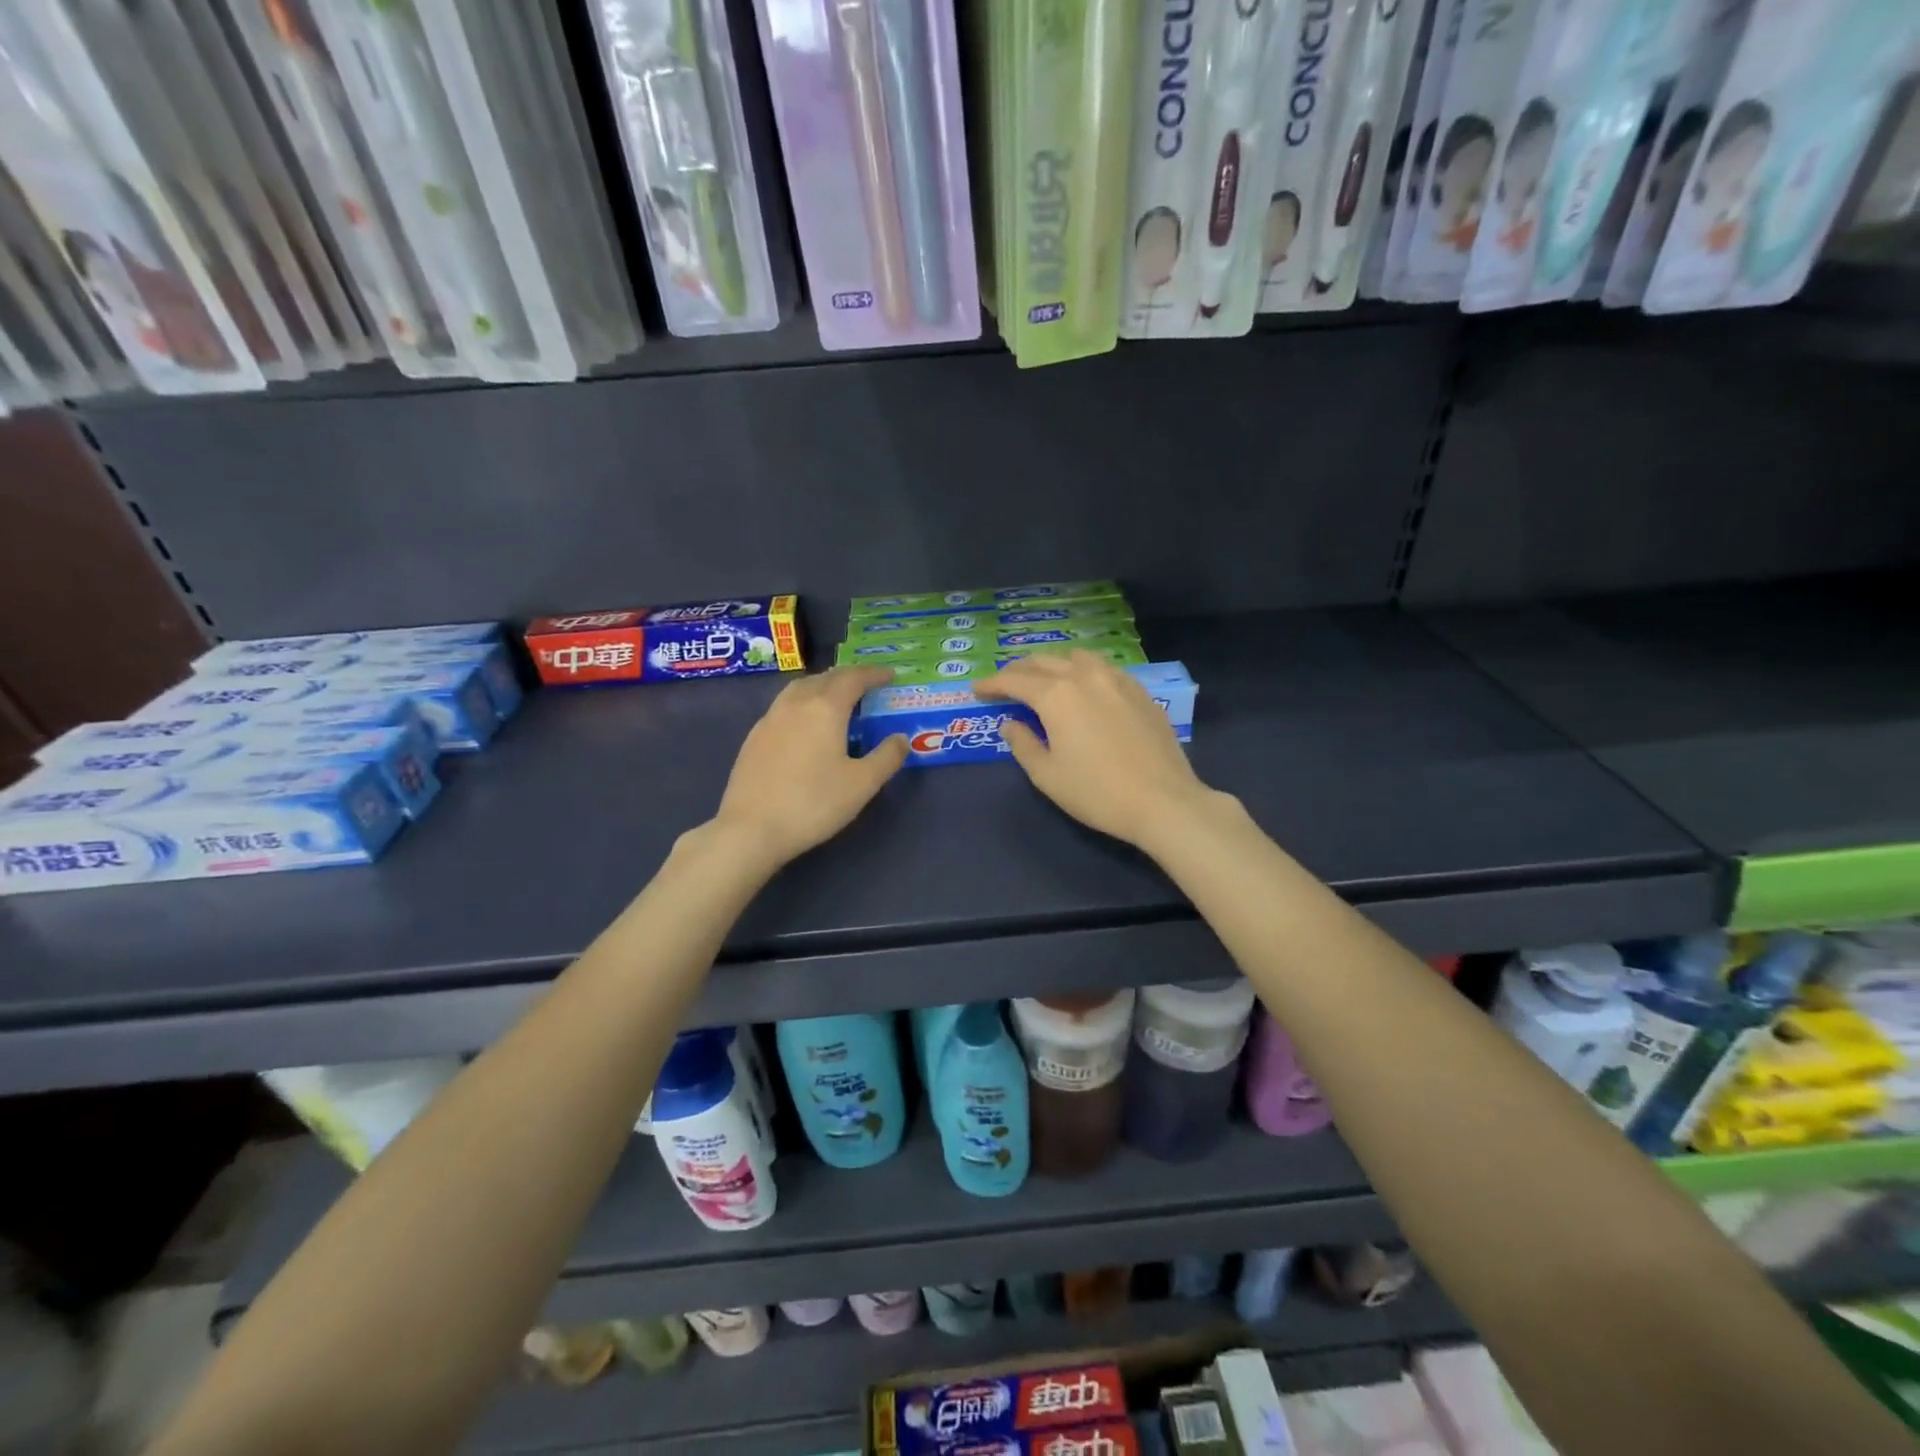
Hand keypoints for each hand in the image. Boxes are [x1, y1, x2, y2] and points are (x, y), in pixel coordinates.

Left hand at [709, 667, 907, 866]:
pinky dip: (802, 704)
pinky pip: (783, 707)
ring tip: (835, 698)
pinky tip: (804, 725)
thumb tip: (901, 738)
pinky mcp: (753, 738)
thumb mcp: (862, 784)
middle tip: (866, 685)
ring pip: (799, 689)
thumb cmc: (814, 803)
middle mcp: (795, 704)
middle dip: (848, 677)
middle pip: (824, 678)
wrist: (751, 829)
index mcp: (825, 708)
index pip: (853, 678)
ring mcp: (769, 719)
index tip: (890, 675)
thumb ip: (887, 757)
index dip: (874, 674)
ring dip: (821, 686)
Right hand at [975, 652, 1214, 848]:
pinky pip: (1104, 668)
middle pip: (1044, 661)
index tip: (977, 690)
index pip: (1015, 680)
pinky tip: (1085, 687)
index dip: (992, 683)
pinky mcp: (1140, 692)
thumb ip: (1023, 744)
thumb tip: (1011, 724)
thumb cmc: (1096, 793)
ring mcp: (1117, 680)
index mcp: (1056, 695)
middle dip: (1020, 670)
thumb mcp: (1047, 775)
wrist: (1163, 801)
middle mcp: (1085, 676)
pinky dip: (1084, 670)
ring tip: (1044, 679)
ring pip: (1077, 657)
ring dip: (1054, 664)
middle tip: (1005, 684)